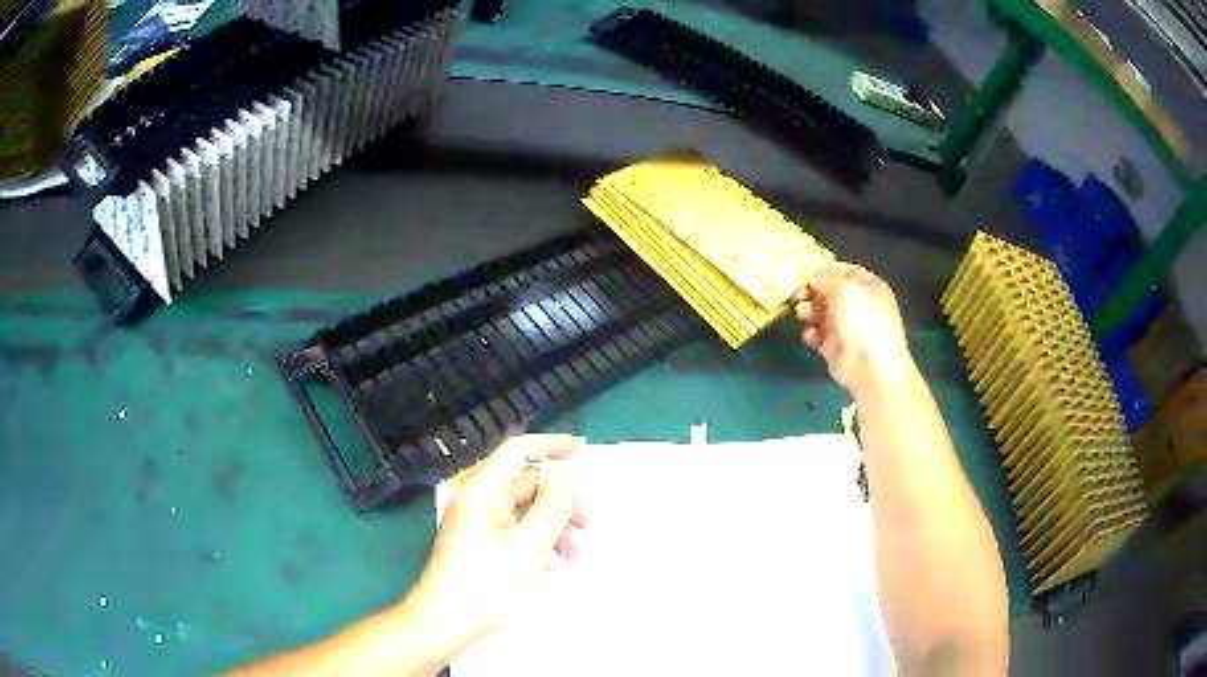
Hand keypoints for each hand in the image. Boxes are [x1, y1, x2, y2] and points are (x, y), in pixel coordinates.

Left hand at [401, 434, 588, 664]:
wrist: (443, 624)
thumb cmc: (484, 584)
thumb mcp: (528, 546)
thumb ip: (551, 508)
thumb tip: (563, 481)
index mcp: (480, 491)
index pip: (517, 451)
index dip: (551, 445)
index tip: (582, 449)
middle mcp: (475, 500)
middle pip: (524, 483)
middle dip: (559, 500)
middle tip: (587, 525)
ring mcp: (474, 523)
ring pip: (522, 510)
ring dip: (552, 525)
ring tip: (573, 555)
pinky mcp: (476, 544)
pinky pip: (512, 530)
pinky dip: (535, 541)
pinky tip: (552, 567)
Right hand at [796, 263, 913, 394]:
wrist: (871, 369)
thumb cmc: (863, 322)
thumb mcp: (845, 289)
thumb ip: (826, 277)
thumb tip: (814, 274)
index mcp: (869, 287)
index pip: (846, 271)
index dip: (826, 270)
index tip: (805, 273)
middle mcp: (860, 305)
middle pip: (831, 292)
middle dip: (813, 292)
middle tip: (798, 294)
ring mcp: (849, 328)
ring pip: (823, 314)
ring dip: (810, 311)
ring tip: (802, 314)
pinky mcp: (837, 349)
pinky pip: (820, 336)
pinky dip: (813, 333)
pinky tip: (809, 335)